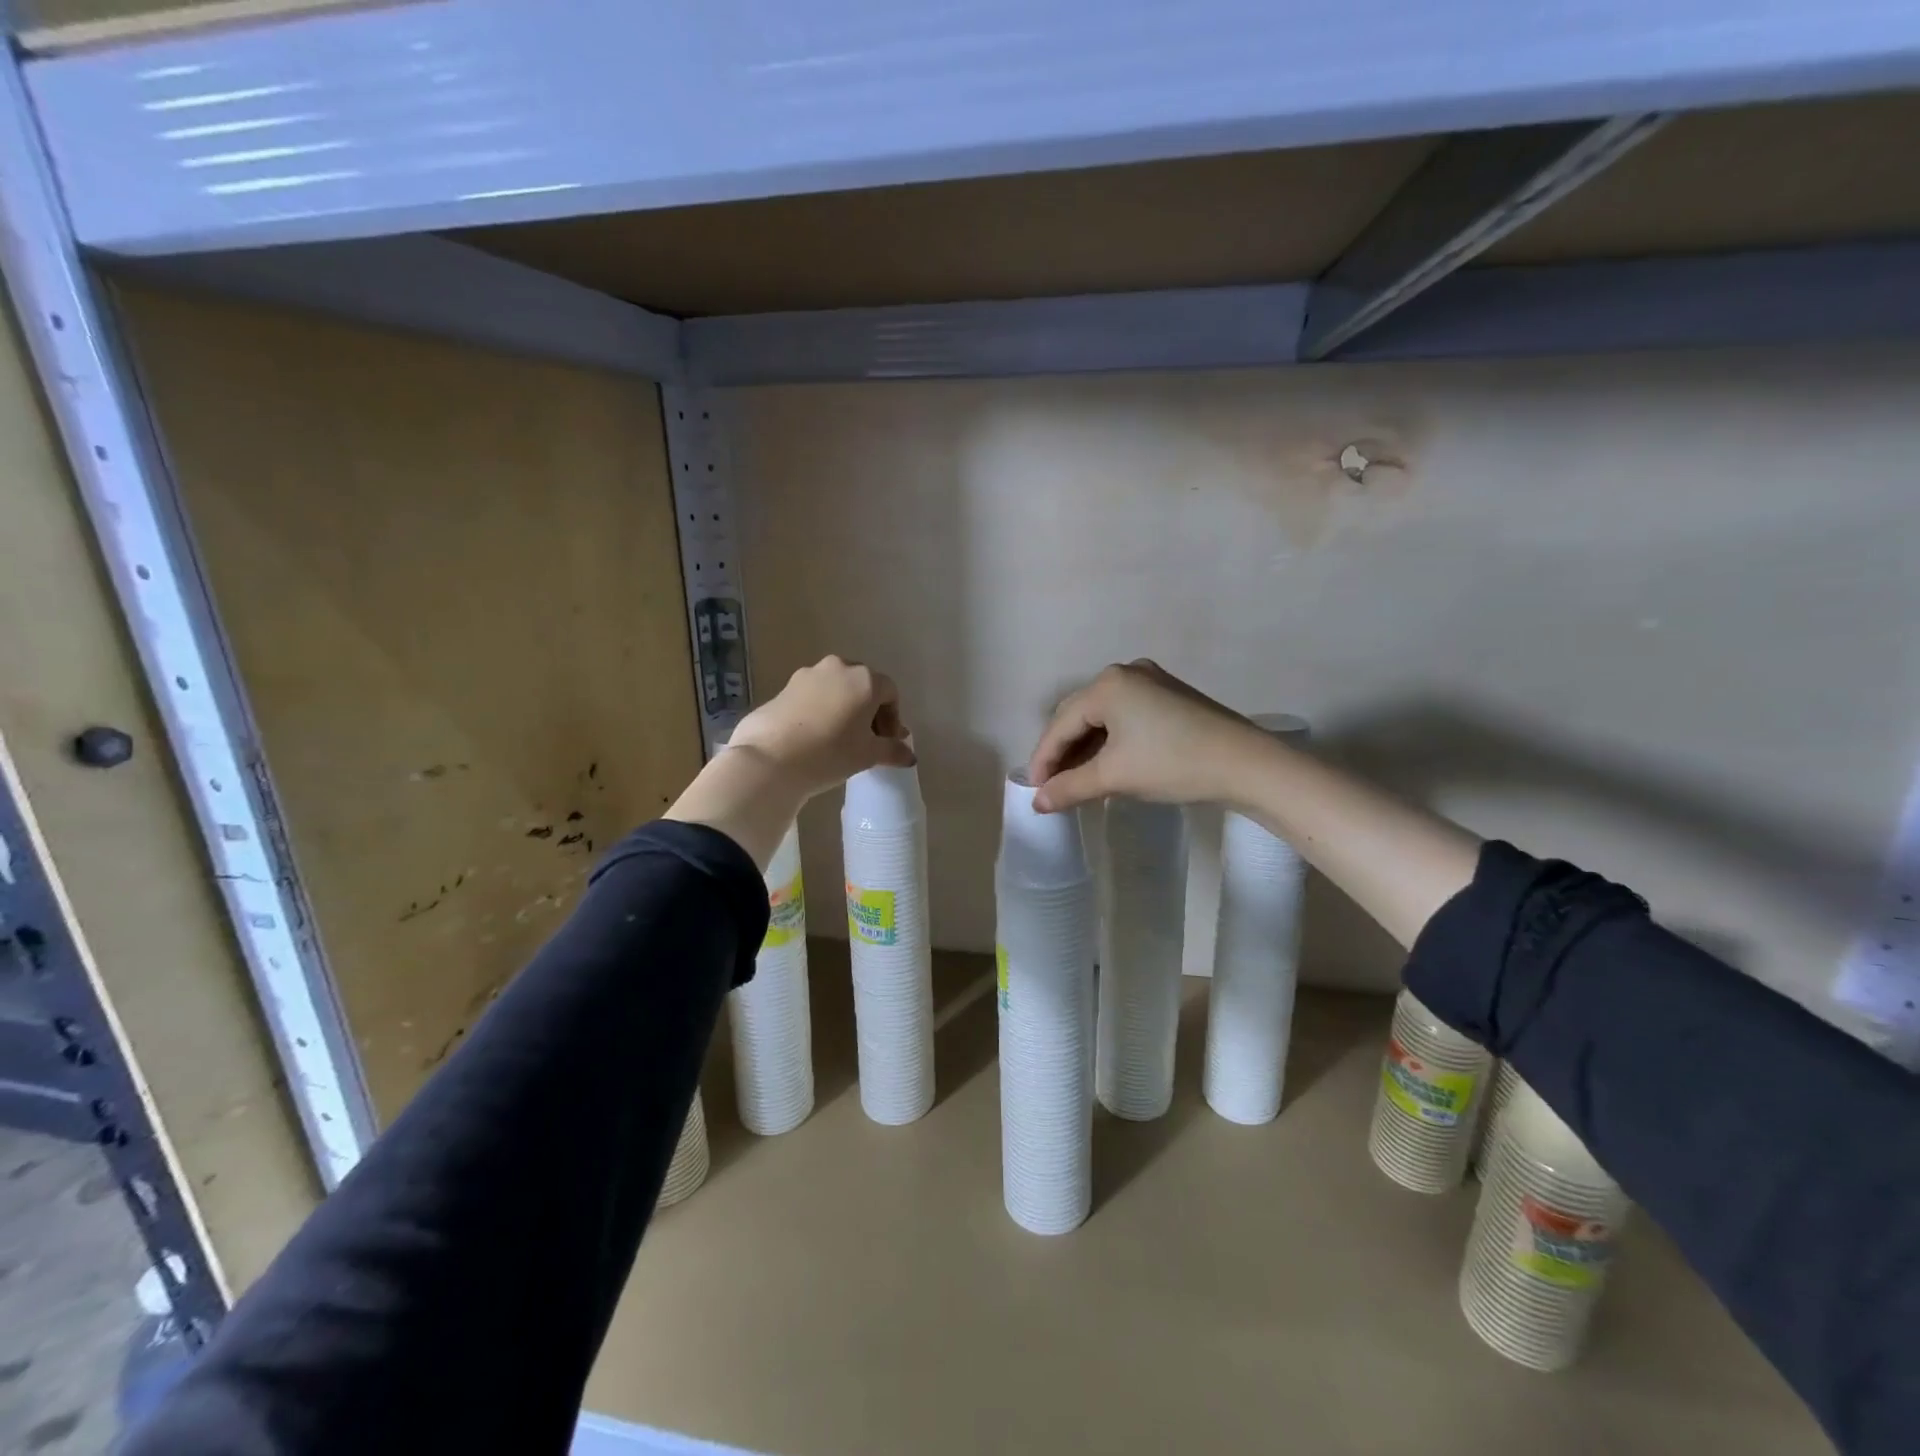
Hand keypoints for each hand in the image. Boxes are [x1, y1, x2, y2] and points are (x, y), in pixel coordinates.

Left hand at [728, 655, 914, 802]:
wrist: (770, 759)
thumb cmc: (830, 753)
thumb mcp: (868, 755)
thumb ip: (893, 750)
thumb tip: (909, 754)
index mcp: (865, 679)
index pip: (890, 693)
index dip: (893, 719)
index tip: (887, 743)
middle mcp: (839, 668)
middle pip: (863, 686)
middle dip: (869, 711)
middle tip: (867, 740)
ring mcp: (808, 674)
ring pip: (837, 689)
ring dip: (845, 709)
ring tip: (840, 739)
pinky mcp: (784, 686)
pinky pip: (814, 695)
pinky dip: (822, 710)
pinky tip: (816, 736)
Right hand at [1027, 660, 1257, 812]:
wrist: (1247, 765)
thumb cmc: (1173, 764)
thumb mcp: (1115, 777)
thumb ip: (1069, 788)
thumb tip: (1037, 803)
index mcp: (1108, 684)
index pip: (1061, 723)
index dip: (1043, 759)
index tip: (1034, 790)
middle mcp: (1126, 672)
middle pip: (1079, 714)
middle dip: (1063, 751)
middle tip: (1053, 786)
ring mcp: (1151, 681)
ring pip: (1103, 716)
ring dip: (1086, 748)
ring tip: (1076, 780)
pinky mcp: (1169, 696)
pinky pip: (1125, 716)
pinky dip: (1110, 741)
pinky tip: (1106, 765)